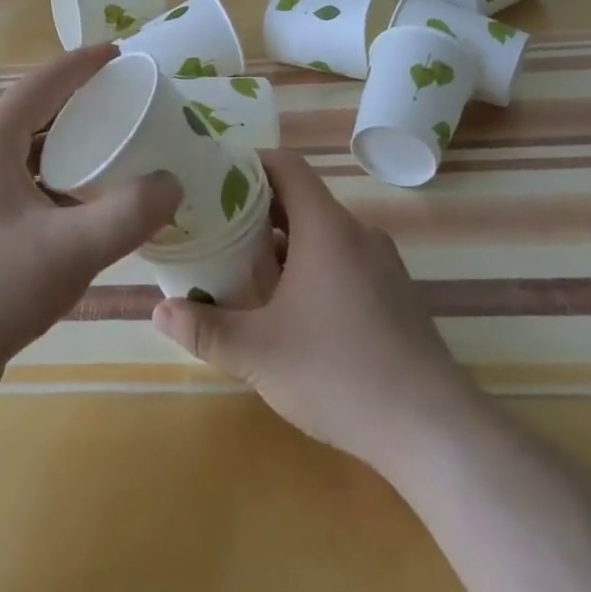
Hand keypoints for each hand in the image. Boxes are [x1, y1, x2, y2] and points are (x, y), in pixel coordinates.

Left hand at [0, 46, 181, 415]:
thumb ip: (129, 213)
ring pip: (39, 156)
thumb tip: (171, 184)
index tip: (125, 52)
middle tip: (139, 106)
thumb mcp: (69, 249)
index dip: (86, 63)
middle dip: (90, 105)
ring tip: (128, 153)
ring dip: (80, 150)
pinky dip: (69, 187)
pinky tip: (99, 210)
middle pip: (43, 114)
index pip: (46, 81)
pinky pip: (35, 191)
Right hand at [152, 149, 475, 475]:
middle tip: (214, 230)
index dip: (249, 163)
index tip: (212, 180)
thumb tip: (158, 310)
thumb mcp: (258, 353)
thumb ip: (205, 329)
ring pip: (322, 235)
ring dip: (282, 245)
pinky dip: (310, 267)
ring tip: (241, 270)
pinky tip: (289, 309)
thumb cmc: (339, 373)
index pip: (287, 166)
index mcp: (327, 228)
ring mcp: (382, 264)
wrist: (432, 428)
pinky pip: (343, 261)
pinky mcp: (394, 295)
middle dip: (255, 211)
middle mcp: (357, 234)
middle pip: (301, 200)